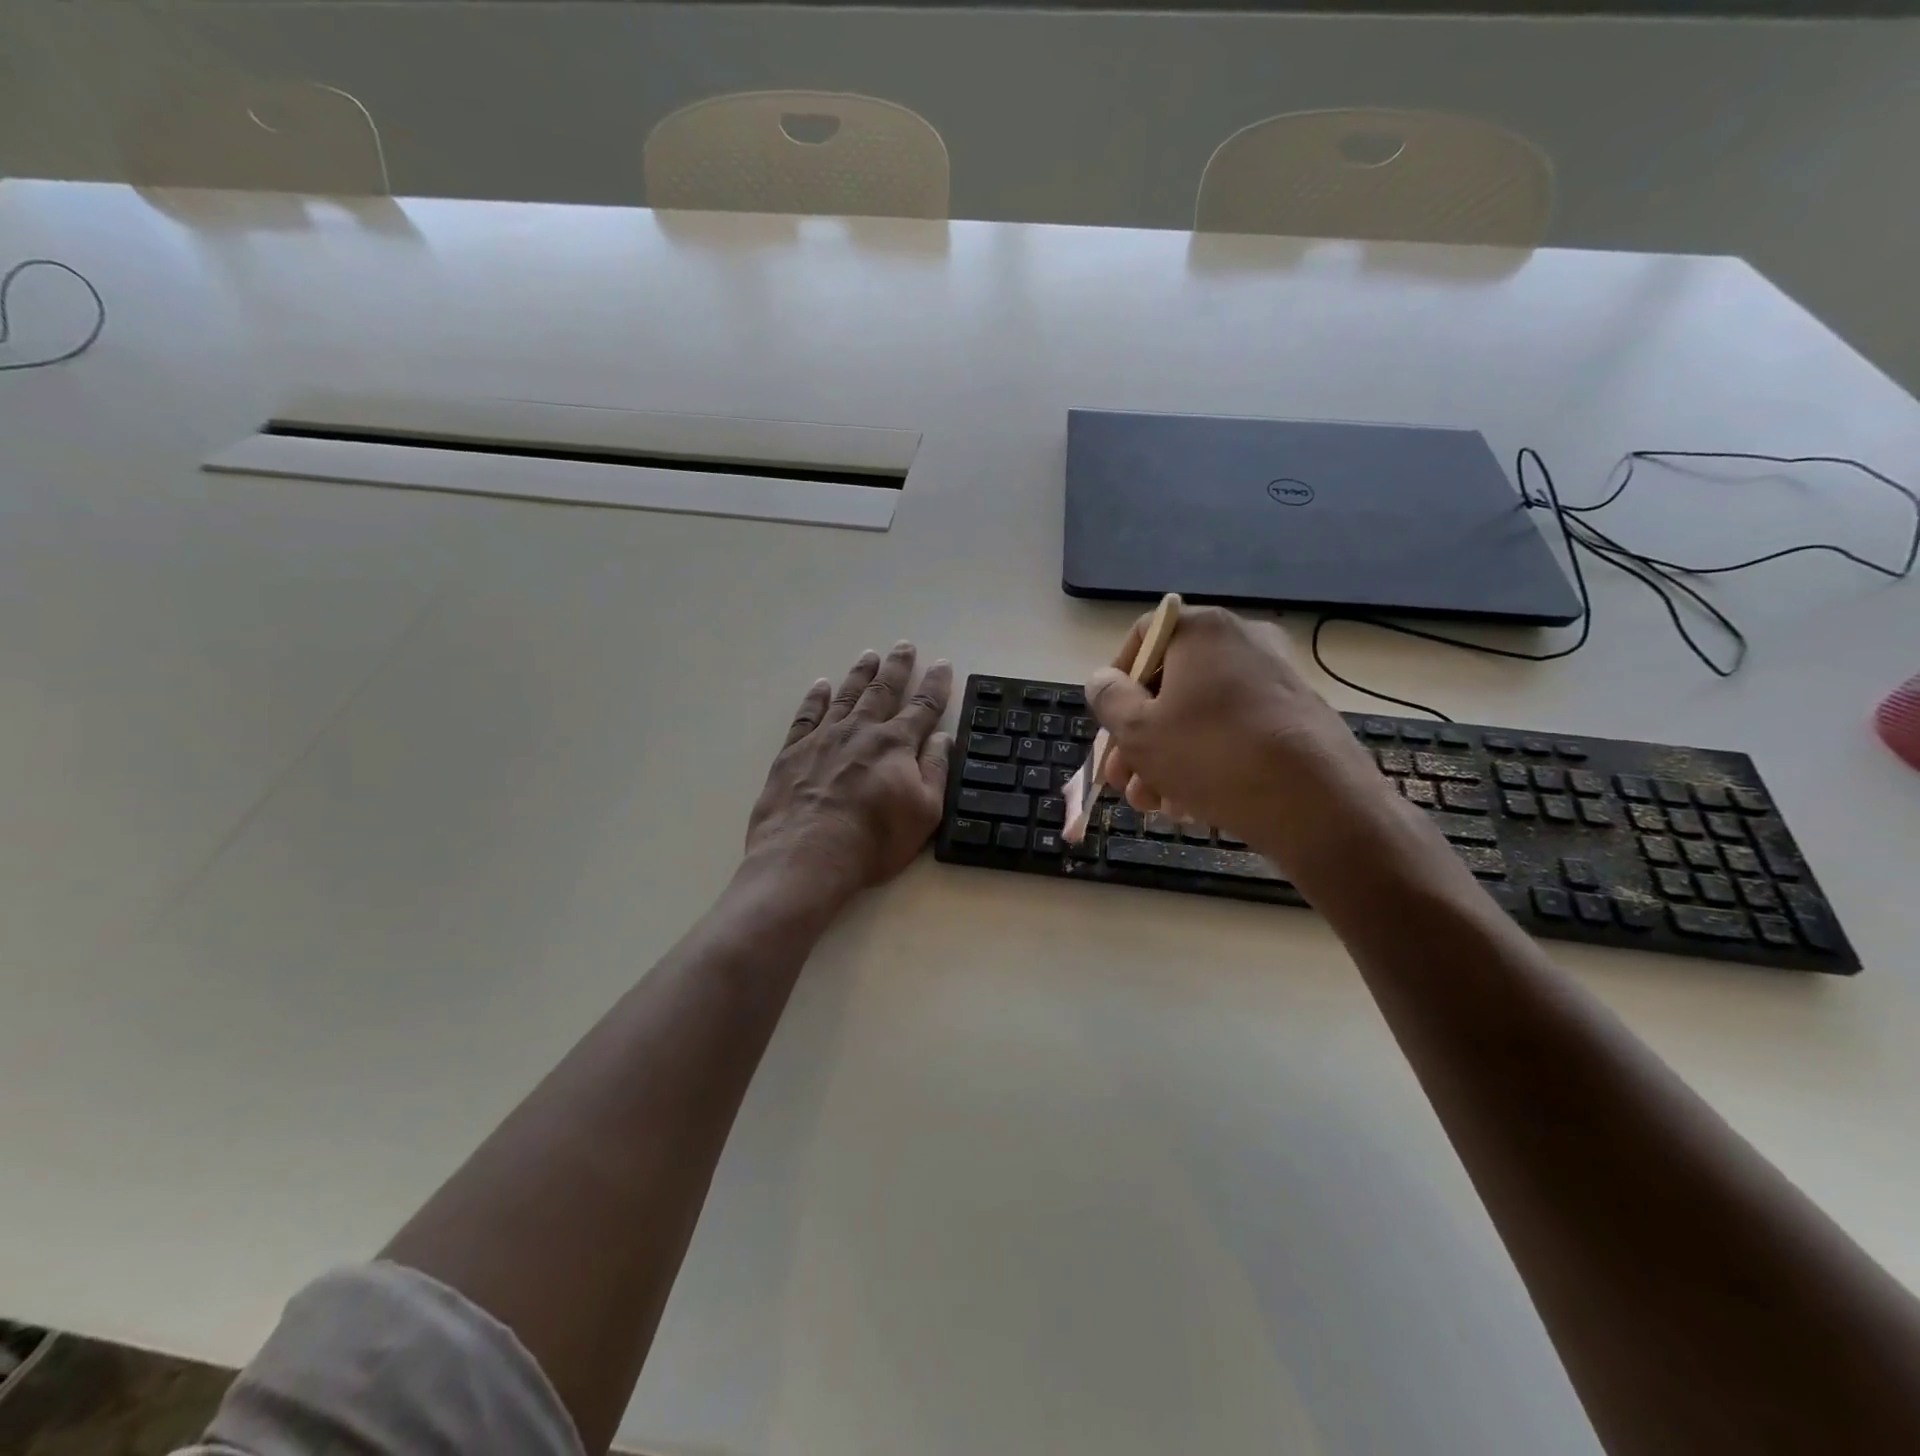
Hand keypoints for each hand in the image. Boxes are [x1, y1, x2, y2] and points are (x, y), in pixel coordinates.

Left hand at [745, 642, 952, 899]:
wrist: (806, 856)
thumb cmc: (873, 840)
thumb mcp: (924, 812)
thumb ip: (935, 770)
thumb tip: (943, 737)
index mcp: (896, 744)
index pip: (923, 707)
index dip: (935, 685)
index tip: (942, 664)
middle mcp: (860, 731)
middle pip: (883, 691)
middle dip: (897, 667)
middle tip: (904, 645)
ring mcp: (823, 738)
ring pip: (846, 696)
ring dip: (860, 674)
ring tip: (869, 655)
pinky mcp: (792, 752)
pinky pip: (806, 715)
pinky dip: (815, 698)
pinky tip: (820, 685)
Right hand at [1085, 606, 1401, 880]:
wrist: (1317, 804)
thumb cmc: (1212, 755)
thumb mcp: (1138, 731)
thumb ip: (1108, 700)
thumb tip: (1104, 680)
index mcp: (1202, 630)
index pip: (1143, 637)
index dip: (1116, 680)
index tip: (1109, 724)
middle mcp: (1242, 642)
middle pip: (1170, 684)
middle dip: (1138, 737)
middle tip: (1122, 780)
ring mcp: (1275, 679)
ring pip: (1200, 714)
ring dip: (1166, 758)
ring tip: (1153, 805)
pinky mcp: (1296, 717)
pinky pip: (1235, 731)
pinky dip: (1207, 761)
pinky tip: (1190, 805)